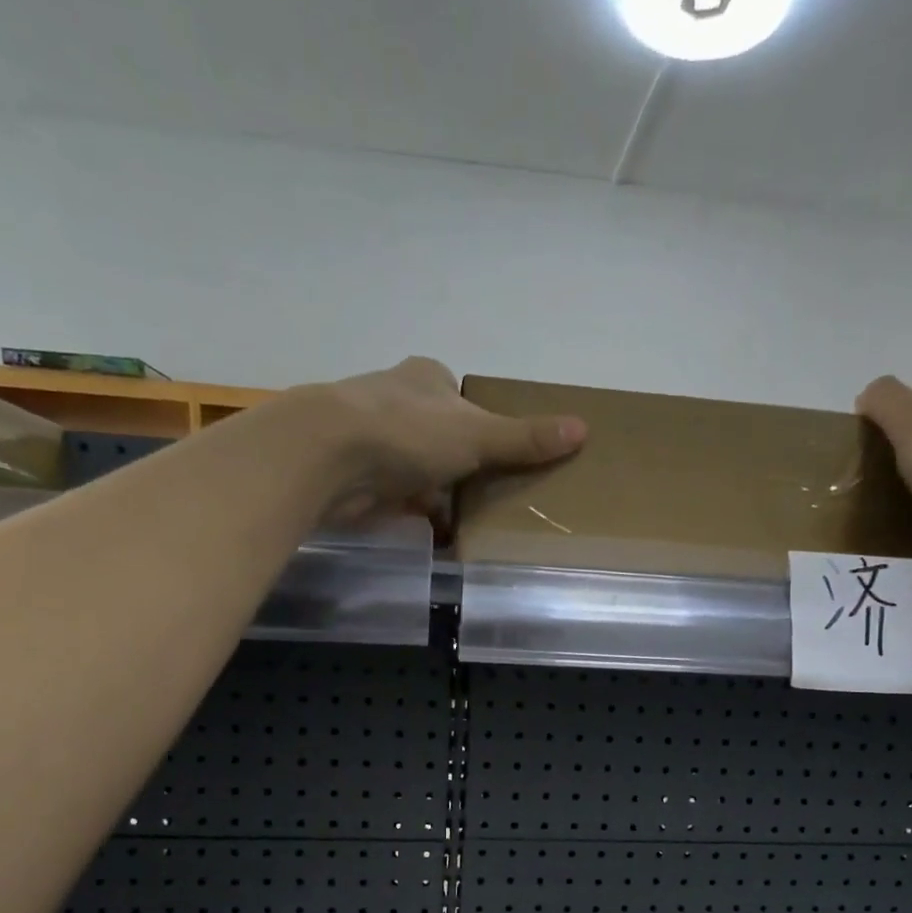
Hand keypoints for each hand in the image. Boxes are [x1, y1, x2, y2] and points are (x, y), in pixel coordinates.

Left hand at [287, 357, 585, 513]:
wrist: (328, 456)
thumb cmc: (408, 431)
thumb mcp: (478, 435)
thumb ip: (525, 438)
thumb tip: (583, 428)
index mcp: (426, 377)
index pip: (461, 397)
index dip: (482, 425)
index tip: (499, 457)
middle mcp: (396, 399)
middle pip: (441, 435)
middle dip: (461, 465)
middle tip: (493, 495)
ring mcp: (371, 437)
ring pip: (417, 467)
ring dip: (437, 492)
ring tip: (470, 521)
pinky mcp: (355, 474)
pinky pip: (396, 495)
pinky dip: (414, 513)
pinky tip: (435, 534)